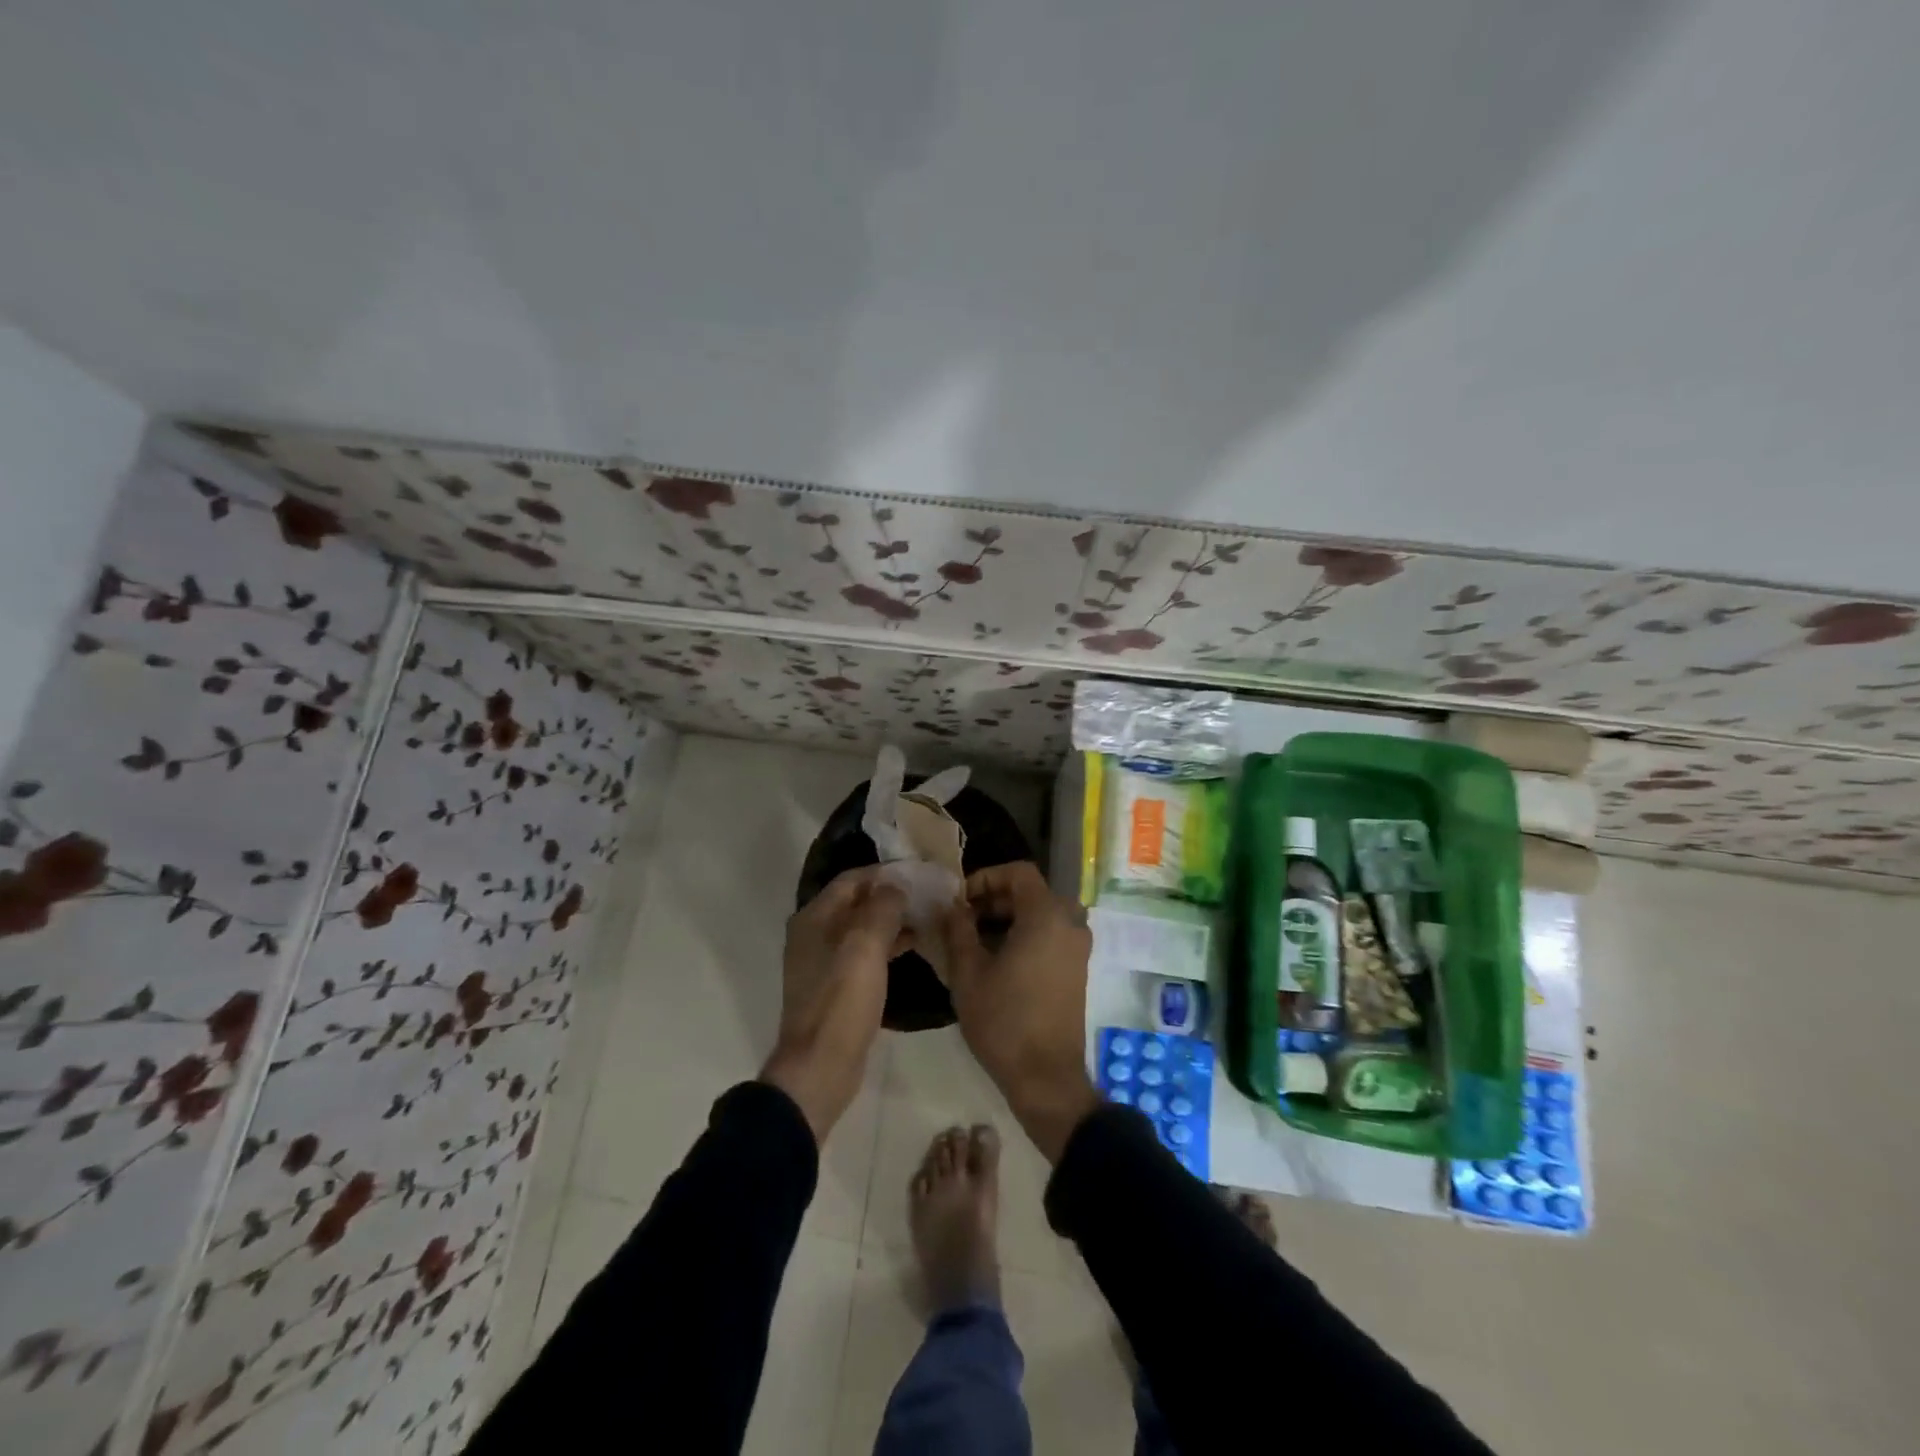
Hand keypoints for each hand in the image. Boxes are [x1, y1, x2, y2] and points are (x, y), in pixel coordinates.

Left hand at [761, 866, 904, 1143]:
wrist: (820, 1068)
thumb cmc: (841, 1002)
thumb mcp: (865, 948)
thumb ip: (881, 909)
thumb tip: (895, 884)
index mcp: (814, 918)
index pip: (852, 879)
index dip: (885, 873)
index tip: (920, 872)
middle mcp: (814, 934)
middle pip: (856, 902)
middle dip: (891, 895)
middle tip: (929, 894)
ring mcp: (824, 962)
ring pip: (862, 928)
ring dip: (892, 920)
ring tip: (929, 916)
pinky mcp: (836, 986)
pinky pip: (864, 953)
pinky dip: (887, 944)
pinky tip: (914, 946)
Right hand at [942, 862, 1100, 1161]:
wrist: (1046, 1077)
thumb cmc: (1003, 1020)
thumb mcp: (968, 971)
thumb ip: (958, 929)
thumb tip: (953, 907)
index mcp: (1046, 915)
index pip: (1018, 872)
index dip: (986, 877)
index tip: (960, 900)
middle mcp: (1069, 923)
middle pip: (1031, 892)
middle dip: (994, 899)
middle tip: (962, 920)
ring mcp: (1077, 947)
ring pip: (1041, 914)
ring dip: (1008, 918)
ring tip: (974, 941)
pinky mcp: (1077, 969)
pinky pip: (1051, 934)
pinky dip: (1025, 935)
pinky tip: (996, 960)